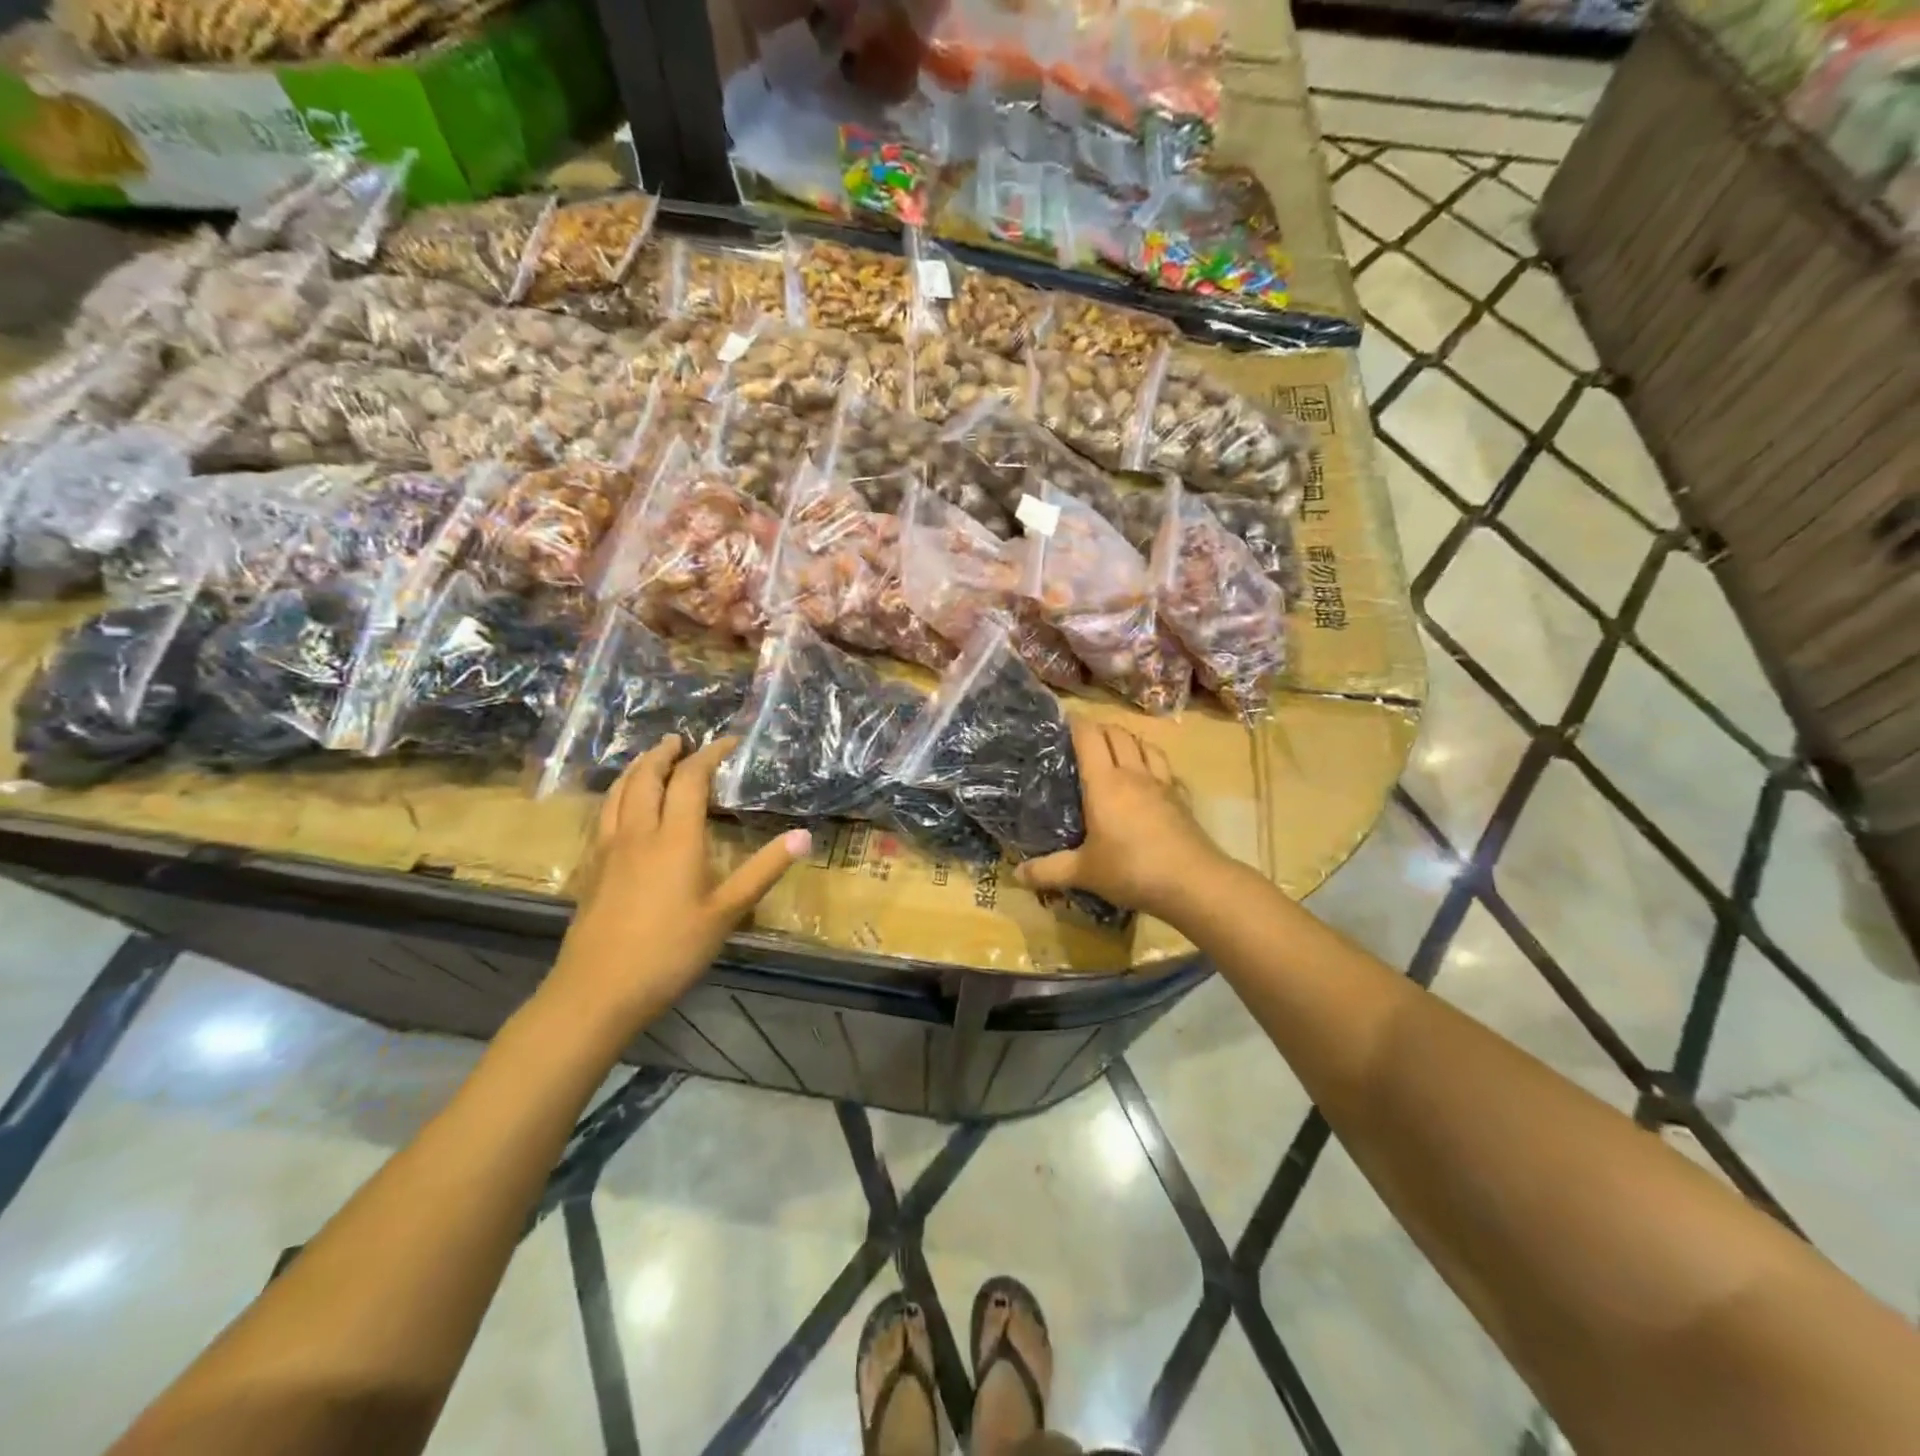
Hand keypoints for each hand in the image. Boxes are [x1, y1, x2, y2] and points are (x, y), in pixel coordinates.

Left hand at [544, 736, 809, 1031]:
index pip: (690, 779)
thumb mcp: (726, 912)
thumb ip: (763, 870)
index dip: (709, 755)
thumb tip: (805, 836)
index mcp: (675, 838)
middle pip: (646, 778)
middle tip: (679, 740)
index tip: (727, 742)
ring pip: (618, 793)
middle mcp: (639, 833)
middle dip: (664, 754)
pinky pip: (603, 816)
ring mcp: (609, 850)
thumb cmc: (670, 951)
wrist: (597, 991)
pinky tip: (621, 808)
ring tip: (649, 760)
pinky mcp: (592, 870)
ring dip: (636, 769)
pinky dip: (617, 796)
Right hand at [1016, 720, 1229, 920]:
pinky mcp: (1182, 799)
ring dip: (1129, 739)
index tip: (1062, 720)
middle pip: (1117, 734)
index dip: (1075, 723)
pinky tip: (1152, 777)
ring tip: (1117, 749)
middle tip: (1084, 737)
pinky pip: (1166, 769)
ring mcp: (1162, 784)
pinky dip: (1154, 763)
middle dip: (1099, 728)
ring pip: (1145, 745)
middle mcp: (1133, 774)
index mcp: (1104, 783)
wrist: (1193, 882)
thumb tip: (1016, 875)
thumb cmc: (1131, 869)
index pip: (1089, 737)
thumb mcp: (1083, 873)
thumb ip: (1048, 871)